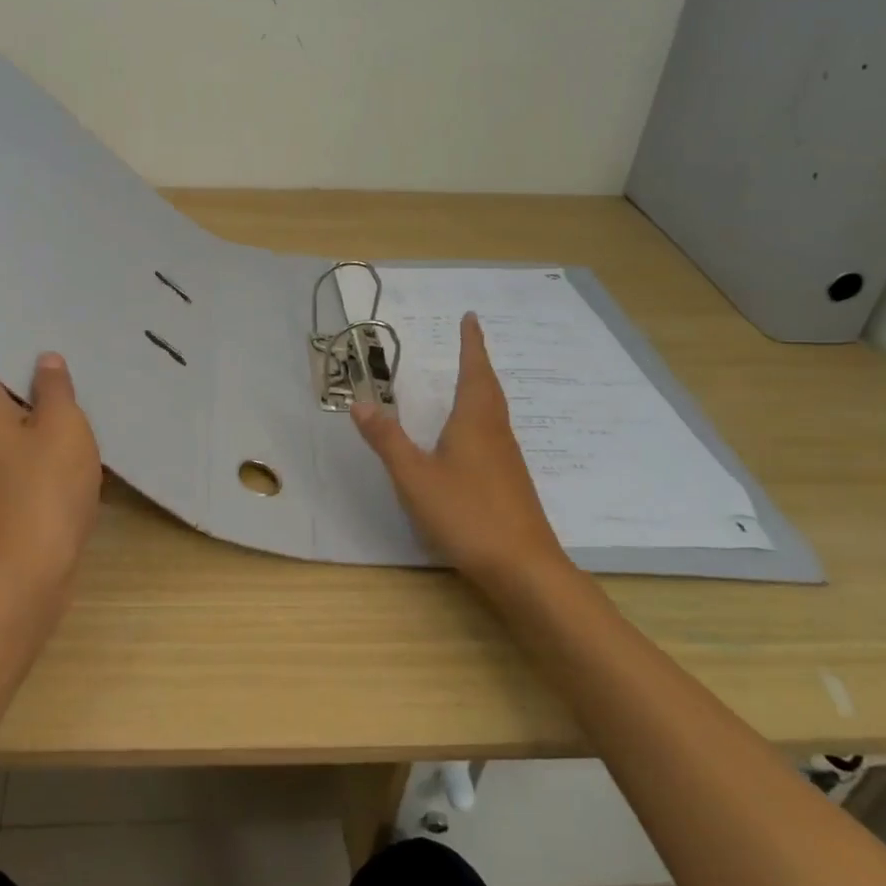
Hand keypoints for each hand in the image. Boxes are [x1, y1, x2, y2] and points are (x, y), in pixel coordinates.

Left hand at [0, 353, 101, 605]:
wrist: (30, 572)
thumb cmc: (46, 487)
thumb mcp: (63, 426)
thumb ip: (55, 388)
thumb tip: (45, 361)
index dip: (16, 347)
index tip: (49, 335)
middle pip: (1, 394)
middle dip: (36, 380)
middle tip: (75, 362)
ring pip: (16, 426)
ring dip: (46, 415)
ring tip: (85, 397)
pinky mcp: (2, 494)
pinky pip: (24, 455)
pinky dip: (48, 446)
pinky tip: (80, 443)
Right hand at [352, 313, 570, 586]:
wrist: (524, 568)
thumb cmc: (468, 514)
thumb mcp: (415, 477)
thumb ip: (387, 440)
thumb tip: (360, 403)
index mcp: (474, 422)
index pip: (473, 371)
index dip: (471, 344)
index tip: (471, 318)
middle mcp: (495, 433)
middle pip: (489, 388)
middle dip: (478, 362)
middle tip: (470, 342)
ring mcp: (507, 459)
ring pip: (494, 412)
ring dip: (482, 389)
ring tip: (469, 381)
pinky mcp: (510, 483)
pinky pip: (494, 434)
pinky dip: (482, 418)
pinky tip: (472, 438)